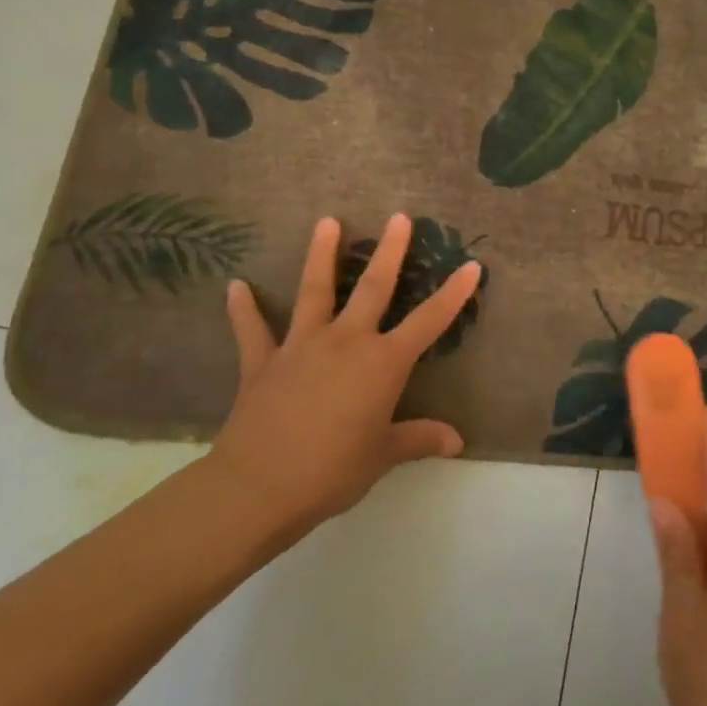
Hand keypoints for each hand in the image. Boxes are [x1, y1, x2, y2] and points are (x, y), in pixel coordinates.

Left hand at [204, 213, 479, 546]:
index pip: (428, 322)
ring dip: (321, 255)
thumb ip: (419, 439)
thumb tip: (457, 442)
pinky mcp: (262, 362)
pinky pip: (252, 330)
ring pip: (314, 291)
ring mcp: (301, 346)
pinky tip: (236, 286)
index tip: (471, 265)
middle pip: (372, 288)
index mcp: (382, 363)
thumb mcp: (383, 456)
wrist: (258, 488)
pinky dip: (244, 308)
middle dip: (390, 251)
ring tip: (327, 221)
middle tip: (399, 216)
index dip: (453, 294)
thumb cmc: (332, 471)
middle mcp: (346, 342)